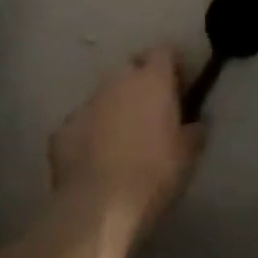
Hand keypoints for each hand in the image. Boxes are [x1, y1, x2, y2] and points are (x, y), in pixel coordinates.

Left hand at [50, 47, 205, 243]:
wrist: (98, 206)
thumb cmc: (154, 174)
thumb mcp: (188, 155)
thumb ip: (194, 131)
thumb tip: (194, 124)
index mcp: (152, 80)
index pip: (164, 51)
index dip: (172, 65)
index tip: (179, 85)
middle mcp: (117, 81)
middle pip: (131, 69)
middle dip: (141, 83)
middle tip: (151, 112)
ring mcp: (87, 102)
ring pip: (105, 95)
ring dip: (114, 108)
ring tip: (122, 139)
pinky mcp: (63, 128)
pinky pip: (82, 123)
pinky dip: (90, 134)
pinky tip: (96, 159)